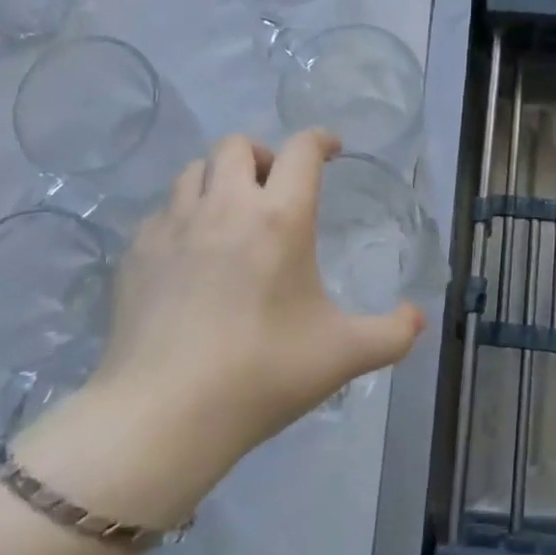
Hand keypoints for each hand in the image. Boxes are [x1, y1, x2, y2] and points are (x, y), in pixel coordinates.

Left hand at [84, 131, 424, 488]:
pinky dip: (182, 216)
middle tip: (275, 187)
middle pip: (238, 144)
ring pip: (194, 169)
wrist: (163, 414)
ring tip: (230, 214)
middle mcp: (225, 206)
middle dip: (262, 154)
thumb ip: (392, 334)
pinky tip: (190, 254)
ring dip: (218, 179)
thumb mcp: (342, 356)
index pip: (301, 150)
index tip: (332, 150)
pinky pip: (163, 211)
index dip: (320, 140)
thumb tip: (418, 317)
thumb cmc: (262, 374)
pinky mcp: (137, 251)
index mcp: (280, 218)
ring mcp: (174, 225)